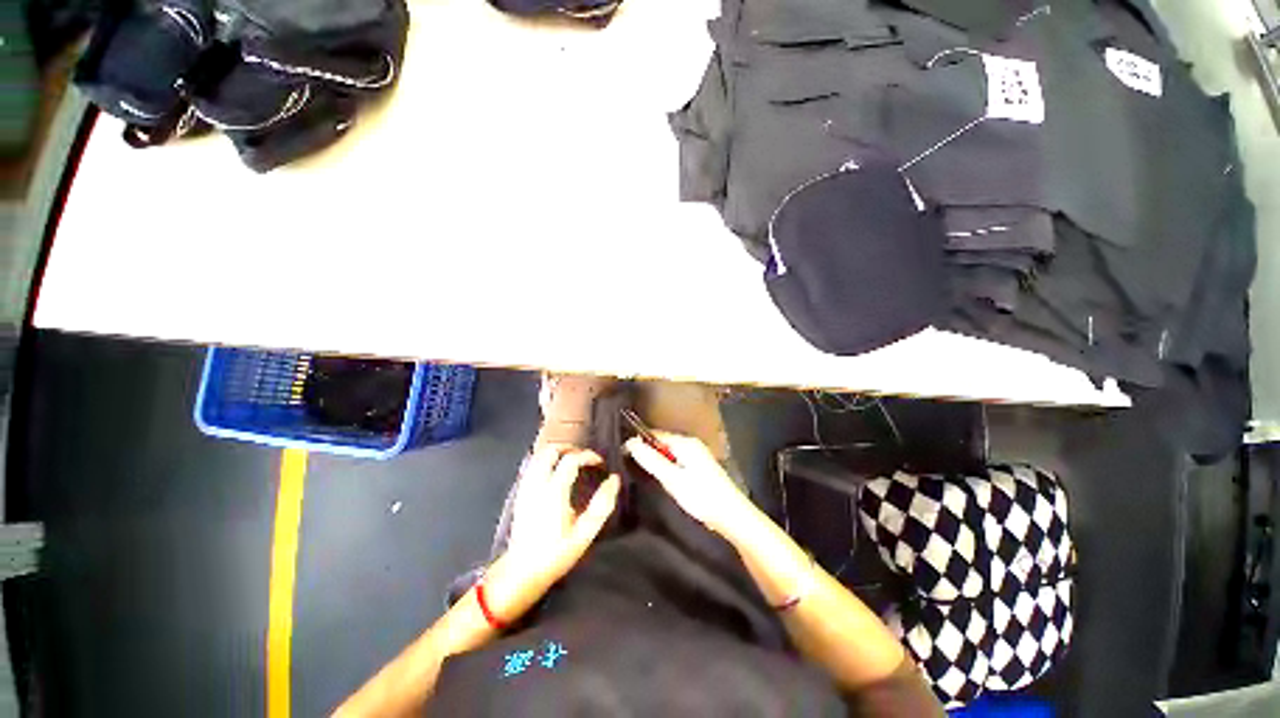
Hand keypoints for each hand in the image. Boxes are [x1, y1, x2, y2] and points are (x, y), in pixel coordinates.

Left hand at [499, 448, 619, 594]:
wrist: (521, 572)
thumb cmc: (556, 554)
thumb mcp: (585, 533)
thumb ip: (602, 505)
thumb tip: (614, 480)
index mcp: (554, 491)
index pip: (571, 459)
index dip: (588, 456)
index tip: (600, 463)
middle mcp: (537, 484)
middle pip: (551, 450)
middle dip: (570, 448)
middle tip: (585, 457)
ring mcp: (526, 487)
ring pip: (539, 455)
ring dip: (557, 452)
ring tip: (572, 460)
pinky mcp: (520, 493)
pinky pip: (532, 465)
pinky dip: (545, 460)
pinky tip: (555, 471)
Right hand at [624, 432, 754, 537]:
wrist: (732, 515)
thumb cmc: (700, 496)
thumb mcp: (672, 479)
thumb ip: (651, 460)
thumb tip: (631, 442)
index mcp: (685, 443)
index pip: (655, 434)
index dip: (639, 442)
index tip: (623, 454)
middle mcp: (692, 444)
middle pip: (663, 443)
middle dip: (649, 453)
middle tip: (636, 470)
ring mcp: (698, 455)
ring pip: (670, 453)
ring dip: (659, 463)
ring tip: (650, 477)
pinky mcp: (700, 467)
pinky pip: (678, 461)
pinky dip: (669, 469)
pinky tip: (668, 483)